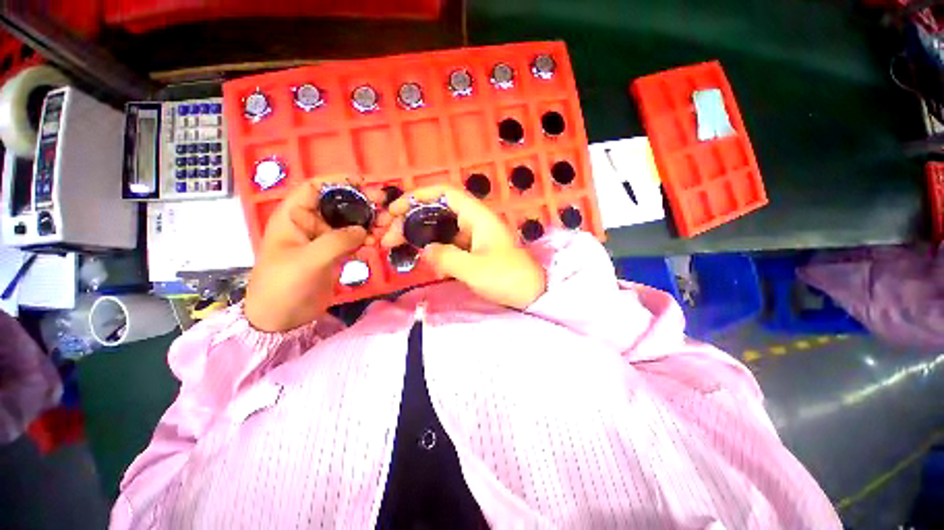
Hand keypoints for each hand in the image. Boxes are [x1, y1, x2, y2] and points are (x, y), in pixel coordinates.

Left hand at [244, 179, 377, 331]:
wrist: (282, 318)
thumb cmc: (284, 285)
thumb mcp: (308, 260)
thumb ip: (337, 241)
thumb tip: (363, 230)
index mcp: (294, 216)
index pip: (315, 188)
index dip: (338, 181)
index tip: (364, 183)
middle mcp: (310, 223)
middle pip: (338, 204)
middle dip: (361, 202)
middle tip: (384, 205)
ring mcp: (324, 239)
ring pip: (350, 222)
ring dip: (368, 221)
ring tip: (387, 224)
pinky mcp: (335, 253)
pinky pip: (354, 239)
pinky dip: (367, 238)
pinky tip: (378, 241)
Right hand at [382, 185, 545, 309]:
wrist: (531, 294)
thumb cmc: (507, 278)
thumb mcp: (474, 269)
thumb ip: (446, 257)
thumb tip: (426, 249)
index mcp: (478, 217)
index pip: (445, 193)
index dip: (419, 195)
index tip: (396, 209)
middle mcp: (475, 222)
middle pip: (438, 211)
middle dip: (411, 220)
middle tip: (389, 237)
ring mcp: (474, 237)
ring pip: (441, 229)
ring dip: (420, 236)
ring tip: (398, 247)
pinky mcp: (474, 251)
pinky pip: (449, 245)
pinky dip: (436, 251)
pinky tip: (428, 263)